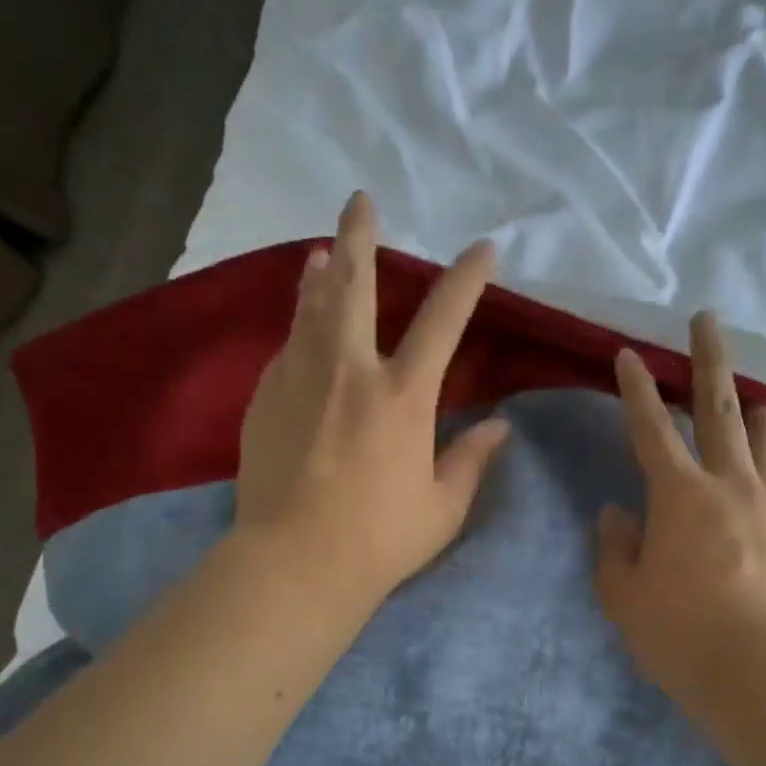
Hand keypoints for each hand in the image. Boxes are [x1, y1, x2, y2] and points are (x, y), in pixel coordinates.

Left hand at [234, 191, 509, 600]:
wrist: (294, 563)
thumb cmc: (379, 540)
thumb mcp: (442, 506)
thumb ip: (470, 460)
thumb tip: (500, 427)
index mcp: (402, 396)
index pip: (443, 320)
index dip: (467, 279)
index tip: (483, 249)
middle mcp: (350, 372)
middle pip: (354, 287)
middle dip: (361, 238)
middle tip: (360, 201)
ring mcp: (300, 381)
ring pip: (309, 309)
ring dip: (320, 275)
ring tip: (322, 253)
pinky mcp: (265, 400)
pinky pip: (286, 351)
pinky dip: (298, 331)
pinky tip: (300, 332)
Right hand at [595, 312, 765, 726]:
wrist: (765, 674)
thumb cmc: (681, 634)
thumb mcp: (625, 597)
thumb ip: (615, 549)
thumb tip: (617, 514)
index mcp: (678, 495)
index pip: (649, 429)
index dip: (635, 390)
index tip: (628, 354)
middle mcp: (729, 486)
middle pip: (719, 412)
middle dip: (709, 362)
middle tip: (709, 319)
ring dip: (762, 417)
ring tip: (762, 398)